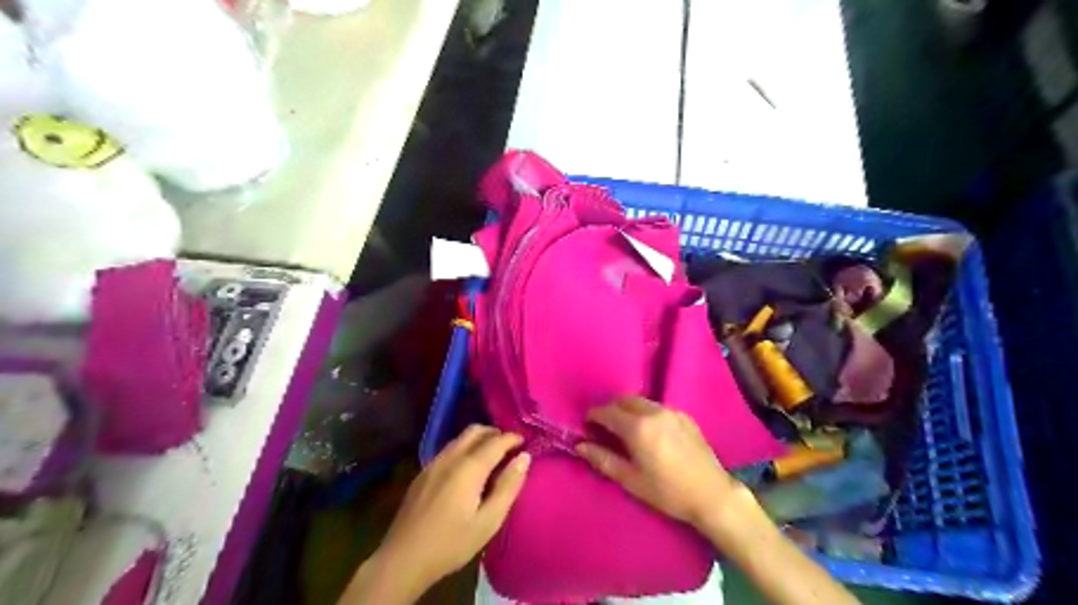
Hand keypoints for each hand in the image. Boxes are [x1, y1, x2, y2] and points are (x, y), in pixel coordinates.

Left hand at [377, 426, 530, 585]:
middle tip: (509, 448)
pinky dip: (464, 449)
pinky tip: (467, 470)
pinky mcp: (423, 473)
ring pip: (460, 438)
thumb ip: (508, 486)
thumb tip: (524, 458)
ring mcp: (433, 463)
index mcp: (469, 467)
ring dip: (479, 440)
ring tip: (492, 458)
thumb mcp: (489, 521)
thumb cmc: (451, 543)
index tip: (526, 443)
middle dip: (495, 434)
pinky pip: (448, 449)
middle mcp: (450, 457)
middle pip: (475, 431)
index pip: (496, 441)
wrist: (403, 559)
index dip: (513, 439)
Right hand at [577, 400, 747, 531]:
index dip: (593, 416)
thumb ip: (603, 459)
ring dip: (627, 409)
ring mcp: (671, 411)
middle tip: (604, 428)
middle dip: (610, 409)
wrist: (711, 494)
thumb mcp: (631, 480)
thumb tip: (580, 445)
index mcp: (637, 427)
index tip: (587, 426)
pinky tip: (648, 432)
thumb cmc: (667, 492)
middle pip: (623, 400)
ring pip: (641, 401)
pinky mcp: (684, 416)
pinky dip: (645, 413)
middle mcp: (653, 412)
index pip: (606, 411)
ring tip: (625, 429)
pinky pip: (657, 407)